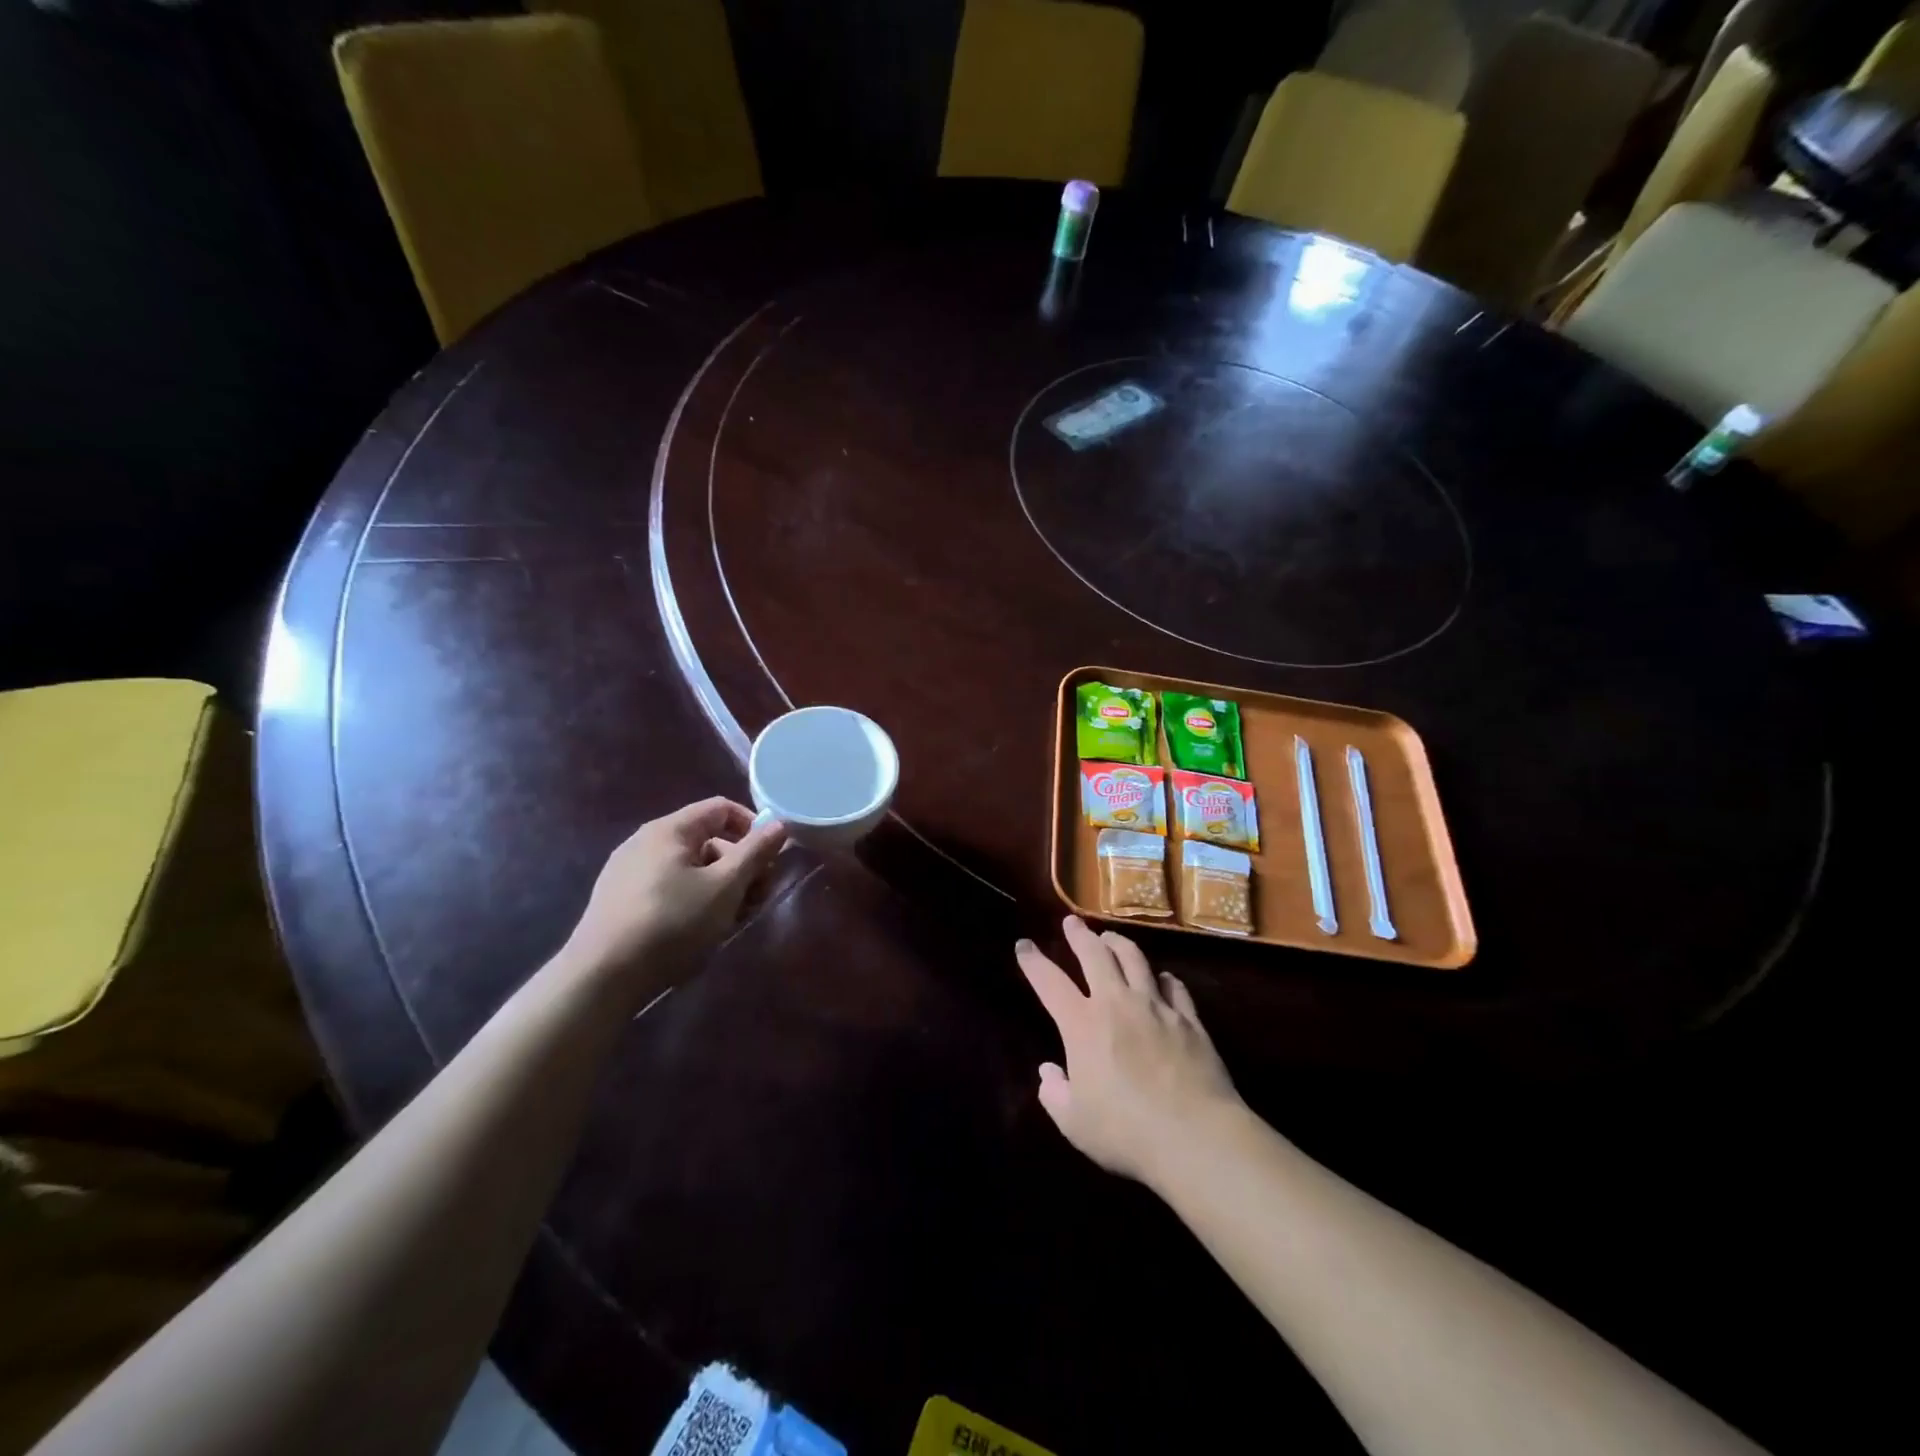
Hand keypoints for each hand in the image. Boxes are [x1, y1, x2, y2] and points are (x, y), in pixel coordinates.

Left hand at [563, 798, 786, 1001]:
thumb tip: (779, 824)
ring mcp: (628, 871)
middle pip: (709, 840)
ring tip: (729, 923)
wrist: (602, 977)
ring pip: (691, 867)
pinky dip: (693, 899)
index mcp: (670, 829)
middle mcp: (646, 841)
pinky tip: (698, 931)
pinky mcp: (619, 899)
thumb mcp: (725, 887)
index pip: (722, 808)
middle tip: (755, 902)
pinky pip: (669, 886)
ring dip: (720, 887)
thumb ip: (755, 852)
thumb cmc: (672, 923)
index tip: (770, 861)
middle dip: (740, 867)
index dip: (753, 828)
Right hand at [1016, 916, 1241, 1185]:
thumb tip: (1048, 1072)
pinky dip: (1163, 978)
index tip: (1024, 945)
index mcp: (1082, 1025)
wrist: (1195, 1137)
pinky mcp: (1189, 1020)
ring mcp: (1157, 1007)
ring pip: (1135, 959)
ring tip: (1110, 938)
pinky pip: (1175, 987)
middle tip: (1072, 922)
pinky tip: (1162, 978)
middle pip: (1095, 955)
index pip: (1050, 982)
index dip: (1034, 962)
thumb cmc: (1126, 1132)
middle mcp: (1117, 1004)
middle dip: (1079, 935)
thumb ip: (1055, 1094)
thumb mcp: (1075, 1123)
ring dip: (1119, 943)